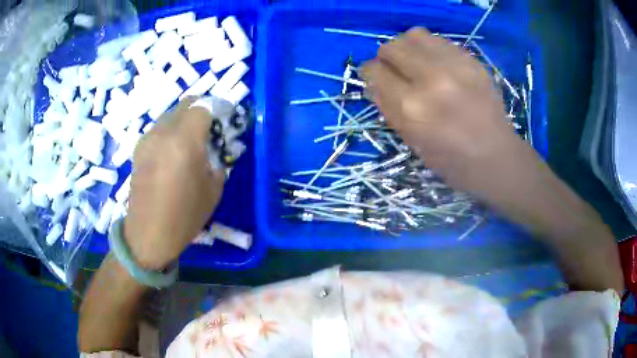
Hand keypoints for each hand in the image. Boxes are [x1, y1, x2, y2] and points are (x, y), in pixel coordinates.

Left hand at [124, 98, 224, 269]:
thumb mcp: (213, 190)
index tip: (225, 119)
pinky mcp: (139, 148)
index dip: (217, 108)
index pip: (203, 106)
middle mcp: (163, 133)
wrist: (148, 234)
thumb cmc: (184, 216)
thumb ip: (218, 161)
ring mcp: (147, 139)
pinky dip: (170, 131)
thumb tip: (216, 149)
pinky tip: (173, 152)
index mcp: (184, 141)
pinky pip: (159, 129)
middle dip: (201, 110)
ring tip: (191, 141)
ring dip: (184, 120)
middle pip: (185, 104)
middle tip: (211, 128)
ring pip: (170, 114)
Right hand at [361, 28, 529, 194]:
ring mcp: (454, 65)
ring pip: (412, 35)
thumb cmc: (452, 161)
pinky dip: (429, 48)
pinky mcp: (471, 60)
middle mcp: (430, 78)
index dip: (370, 74)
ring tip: (415, 63)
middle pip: (390, 47)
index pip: (374, 71)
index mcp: (412, 107)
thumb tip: (374, 82)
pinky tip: (437, 64)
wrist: (497, 157)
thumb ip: (389, 108)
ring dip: (407, 48)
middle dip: (386, 59)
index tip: (375, 78)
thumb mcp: (412, 142)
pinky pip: (438, 39)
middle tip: (396, 71)